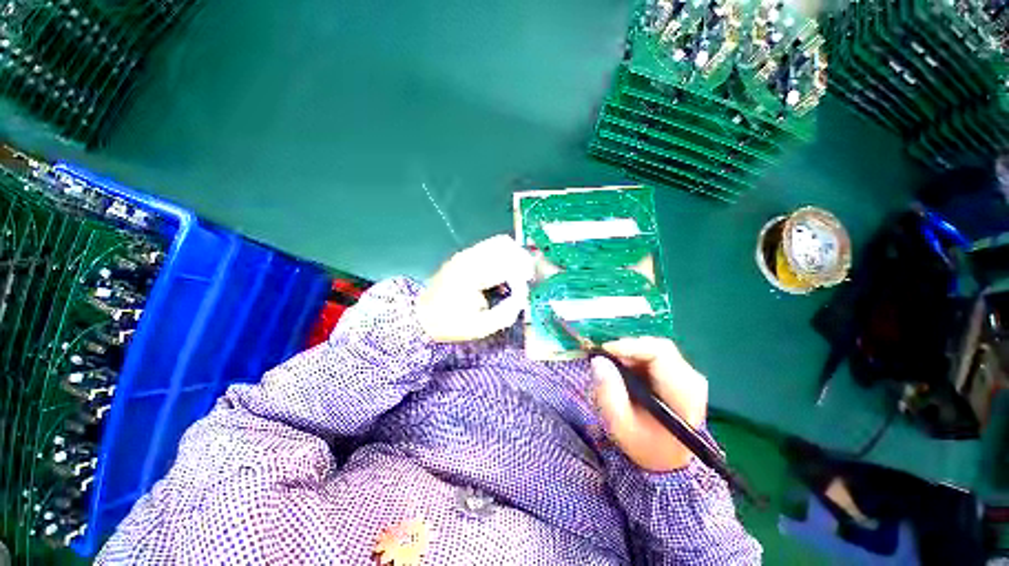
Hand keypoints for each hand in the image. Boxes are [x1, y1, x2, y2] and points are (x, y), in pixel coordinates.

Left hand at [417, 235, 533, 342]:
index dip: (521, 278)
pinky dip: (503, 257)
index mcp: (472, 274)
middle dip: (521, 261)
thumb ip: (505, 313)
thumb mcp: (480, 327)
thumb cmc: (450, 323)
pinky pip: (491, 247)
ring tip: (516, 276)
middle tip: (525, 280)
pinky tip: (502, 275)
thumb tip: (522, 298)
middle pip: (505, 245)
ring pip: (499, 242)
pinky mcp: (465, 255)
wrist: (422, 316)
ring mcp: (466, 254)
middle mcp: (469, 257)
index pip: (507, 265)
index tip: (524, 291)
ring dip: (512, 257)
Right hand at [590, 337, 708, 471]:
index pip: (660, 354)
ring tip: (613, 367)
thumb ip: (608, 393)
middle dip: (628, 349)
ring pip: (655, 349)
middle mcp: (691, 379)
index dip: (630, 346)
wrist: (666, 460)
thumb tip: (598, 360)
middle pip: (658, 348)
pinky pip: (654, 355)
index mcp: (683, 394)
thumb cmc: (644, 445)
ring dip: (631, 353)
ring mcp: (687, 375)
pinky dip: (636, 358)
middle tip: (605, 358)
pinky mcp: (679, 374)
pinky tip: (624, 371)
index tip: (604, 350)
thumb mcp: (620, 424)